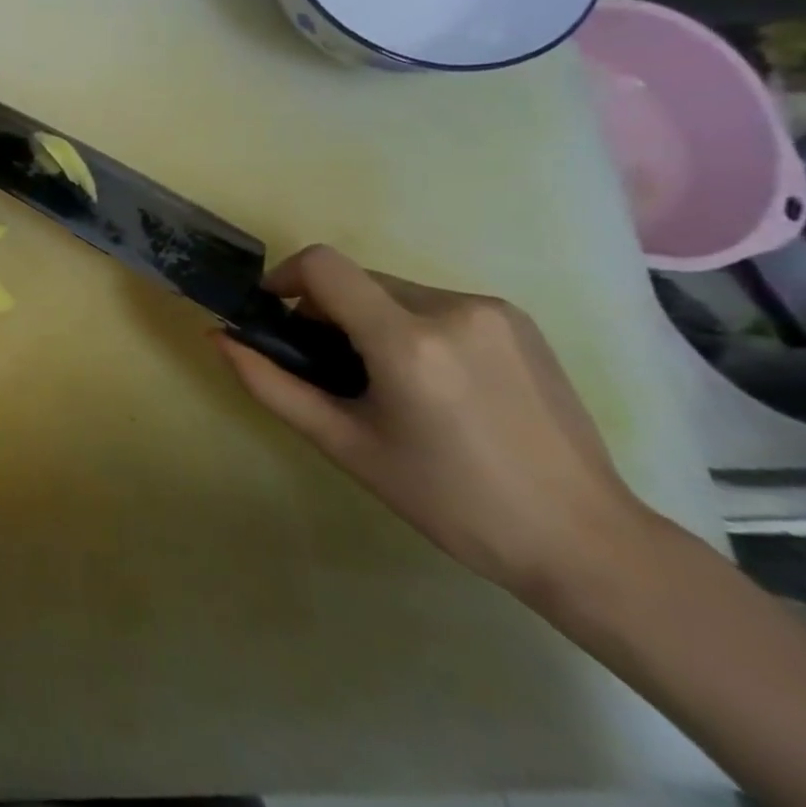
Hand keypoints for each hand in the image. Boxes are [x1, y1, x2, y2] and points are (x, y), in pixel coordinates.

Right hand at [216, 245, 646, 600]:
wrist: (586, 541)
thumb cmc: (452, 502)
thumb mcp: (346, 446)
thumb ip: (272, 385)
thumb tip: (220, 337)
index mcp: (407, 342)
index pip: (323, 265)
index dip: (284, 277)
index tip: (275, 314)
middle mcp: (451, 308)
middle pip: (357, 279)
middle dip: (329, 311)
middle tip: (332, 368)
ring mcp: (492, 310)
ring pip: (396, 292)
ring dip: (371, 320)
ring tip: (388, 382)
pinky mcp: (518, 321)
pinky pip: (436, 303)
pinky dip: (412, 325)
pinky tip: (436, 383)